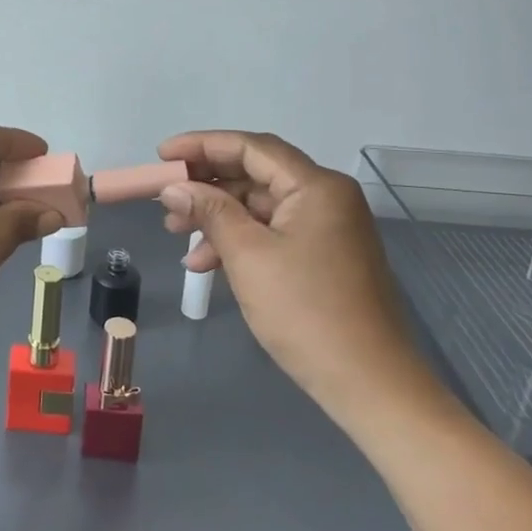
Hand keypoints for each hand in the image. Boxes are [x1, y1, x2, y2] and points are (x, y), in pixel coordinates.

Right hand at [157, 131, 443, 426]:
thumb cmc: (306, 312)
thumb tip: (174, 188)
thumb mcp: (248, 256)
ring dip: (217, 216)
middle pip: (255, 174)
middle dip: (207, 185)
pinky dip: (238, 241)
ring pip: (260, 206)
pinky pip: (272, 233)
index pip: (250, 147)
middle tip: (165, 199)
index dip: (201, 145)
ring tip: (177, 234)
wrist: (370, 385)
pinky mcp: (323, 256)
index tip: (161, 155)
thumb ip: (210, 212)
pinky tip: (206, 263)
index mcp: (316, 186)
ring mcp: (327, 228)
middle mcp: (326, 197)